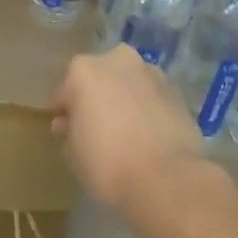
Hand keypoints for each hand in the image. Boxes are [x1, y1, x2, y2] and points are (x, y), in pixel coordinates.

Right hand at [52, 46, 205, 212]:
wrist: (167, 177)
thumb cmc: (107, 162)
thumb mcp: (73, 153)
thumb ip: (68, 131)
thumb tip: (69, 123)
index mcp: (84, 70)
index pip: (65, 91)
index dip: (63, 112)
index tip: (63, 130)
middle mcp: (116, 60)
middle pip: (99, 78)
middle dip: (95, 98)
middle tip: (95, 128)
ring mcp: (149, 72)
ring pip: (128, 83)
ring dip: (123, 100)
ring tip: (125, 132)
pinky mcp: (175, 90)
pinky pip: (150, 97)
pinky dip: (146, 109)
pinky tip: (146, 135)